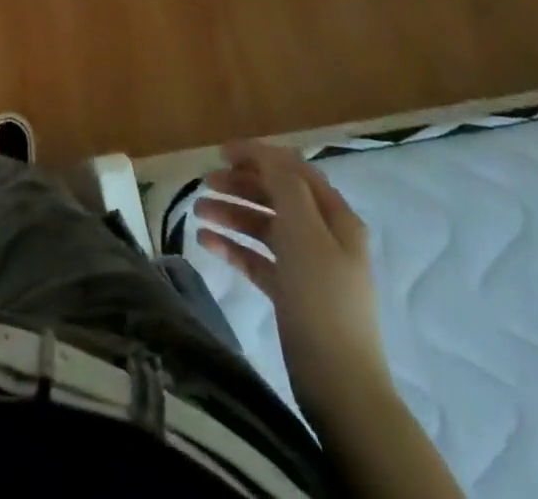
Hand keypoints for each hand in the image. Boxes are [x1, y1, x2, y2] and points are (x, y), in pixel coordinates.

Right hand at [195, 140, 390, 419]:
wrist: (339, 384)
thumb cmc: (320, 297)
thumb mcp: (303, 230)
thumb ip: (284, 184)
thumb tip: (266, 154)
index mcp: (335, 217)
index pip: (293, 170)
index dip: (258, 155)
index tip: (220, 153)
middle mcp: (323, 236)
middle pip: (277, 196)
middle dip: (240, 185)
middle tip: (205, 183)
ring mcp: (307, 267)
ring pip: (264, 226)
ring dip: (231, 213)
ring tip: (198, 212)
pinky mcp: (291, 294)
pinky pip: (257, 258)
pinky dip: (233, 246)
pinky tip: (206, 242)